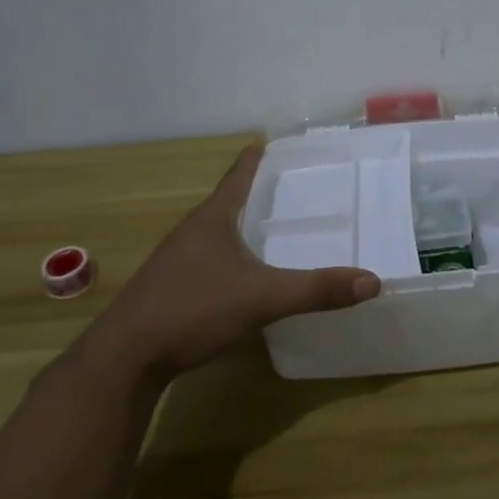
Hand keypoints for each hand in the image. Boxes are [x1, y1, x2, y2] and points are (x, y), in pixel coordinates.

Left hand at [95, 143, 379, 380]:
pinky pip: (210, 258)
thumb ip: (317, 290)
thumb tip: (373, 281)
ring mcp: (177, 259)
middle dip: (259, 192)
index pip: (239, 174)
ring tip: (276, 228)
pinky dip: (233, 254)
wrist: (125, 357)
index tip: (275, 141)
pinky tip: (247, 274)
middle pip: (230, 200)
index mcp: (213, 217)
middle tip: (296, 188)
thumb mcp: (262, 298)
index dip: (257, 157)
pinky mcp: (171, 287)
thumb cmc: (192, 309)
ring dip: (244, 225)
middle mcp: (193, 230)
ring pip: (218, 231)